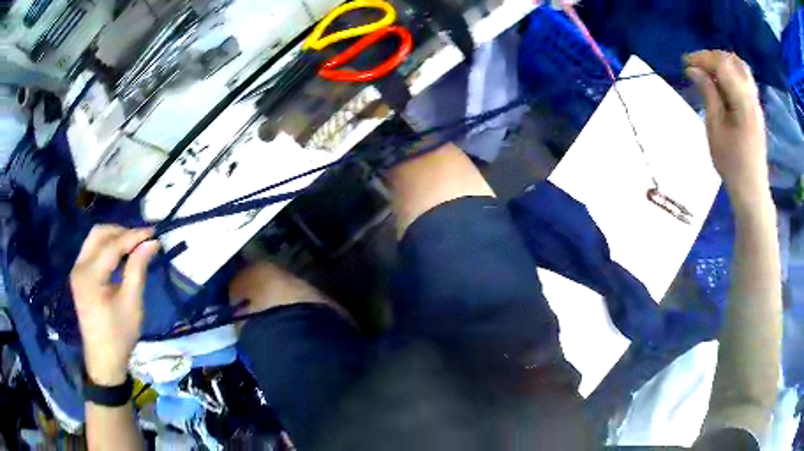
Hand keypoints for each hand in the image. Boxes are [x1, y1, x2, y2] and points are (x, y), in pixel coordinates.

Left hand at [70, 226, 159, 385]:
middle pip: (99, 233)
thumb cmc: (119, 335)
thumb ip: (138, 269)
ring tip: (133, 247)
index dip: (133, 236)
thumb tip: (151, 243)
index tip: (154, 233)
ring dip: (114, 238)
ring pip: (94, 238)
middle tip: (142, 240)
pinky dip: (107, 247)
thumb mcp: (132, 304)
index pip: (112, 245)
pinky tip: (120, 257)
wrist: (104, 360)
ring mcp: (77, 270)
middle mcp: (79, 267)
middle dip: (121, 232)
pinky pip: (92, 249)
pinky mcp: (79, 275)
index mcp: (90, 276)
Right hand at [684, 51, 768, 209]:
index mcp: (743, 101)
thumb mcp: (715, 128)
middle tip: (697, 65)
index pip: (722, 64)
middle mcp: (752, 96)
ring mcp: (756, 102)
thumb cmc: (731, 164)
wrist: (751, 189)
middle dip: (712, 57)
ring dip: (722, 63)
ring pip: (740, 67)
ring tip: (708, 71)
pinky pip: (744, 79)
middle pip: (732, 60)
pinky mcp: (756, 109)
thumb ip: (708, 94)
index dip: (702, 58)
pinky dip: (730, 73)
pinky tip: (721, 83)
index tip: (685, 63)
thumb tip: (694, 70)